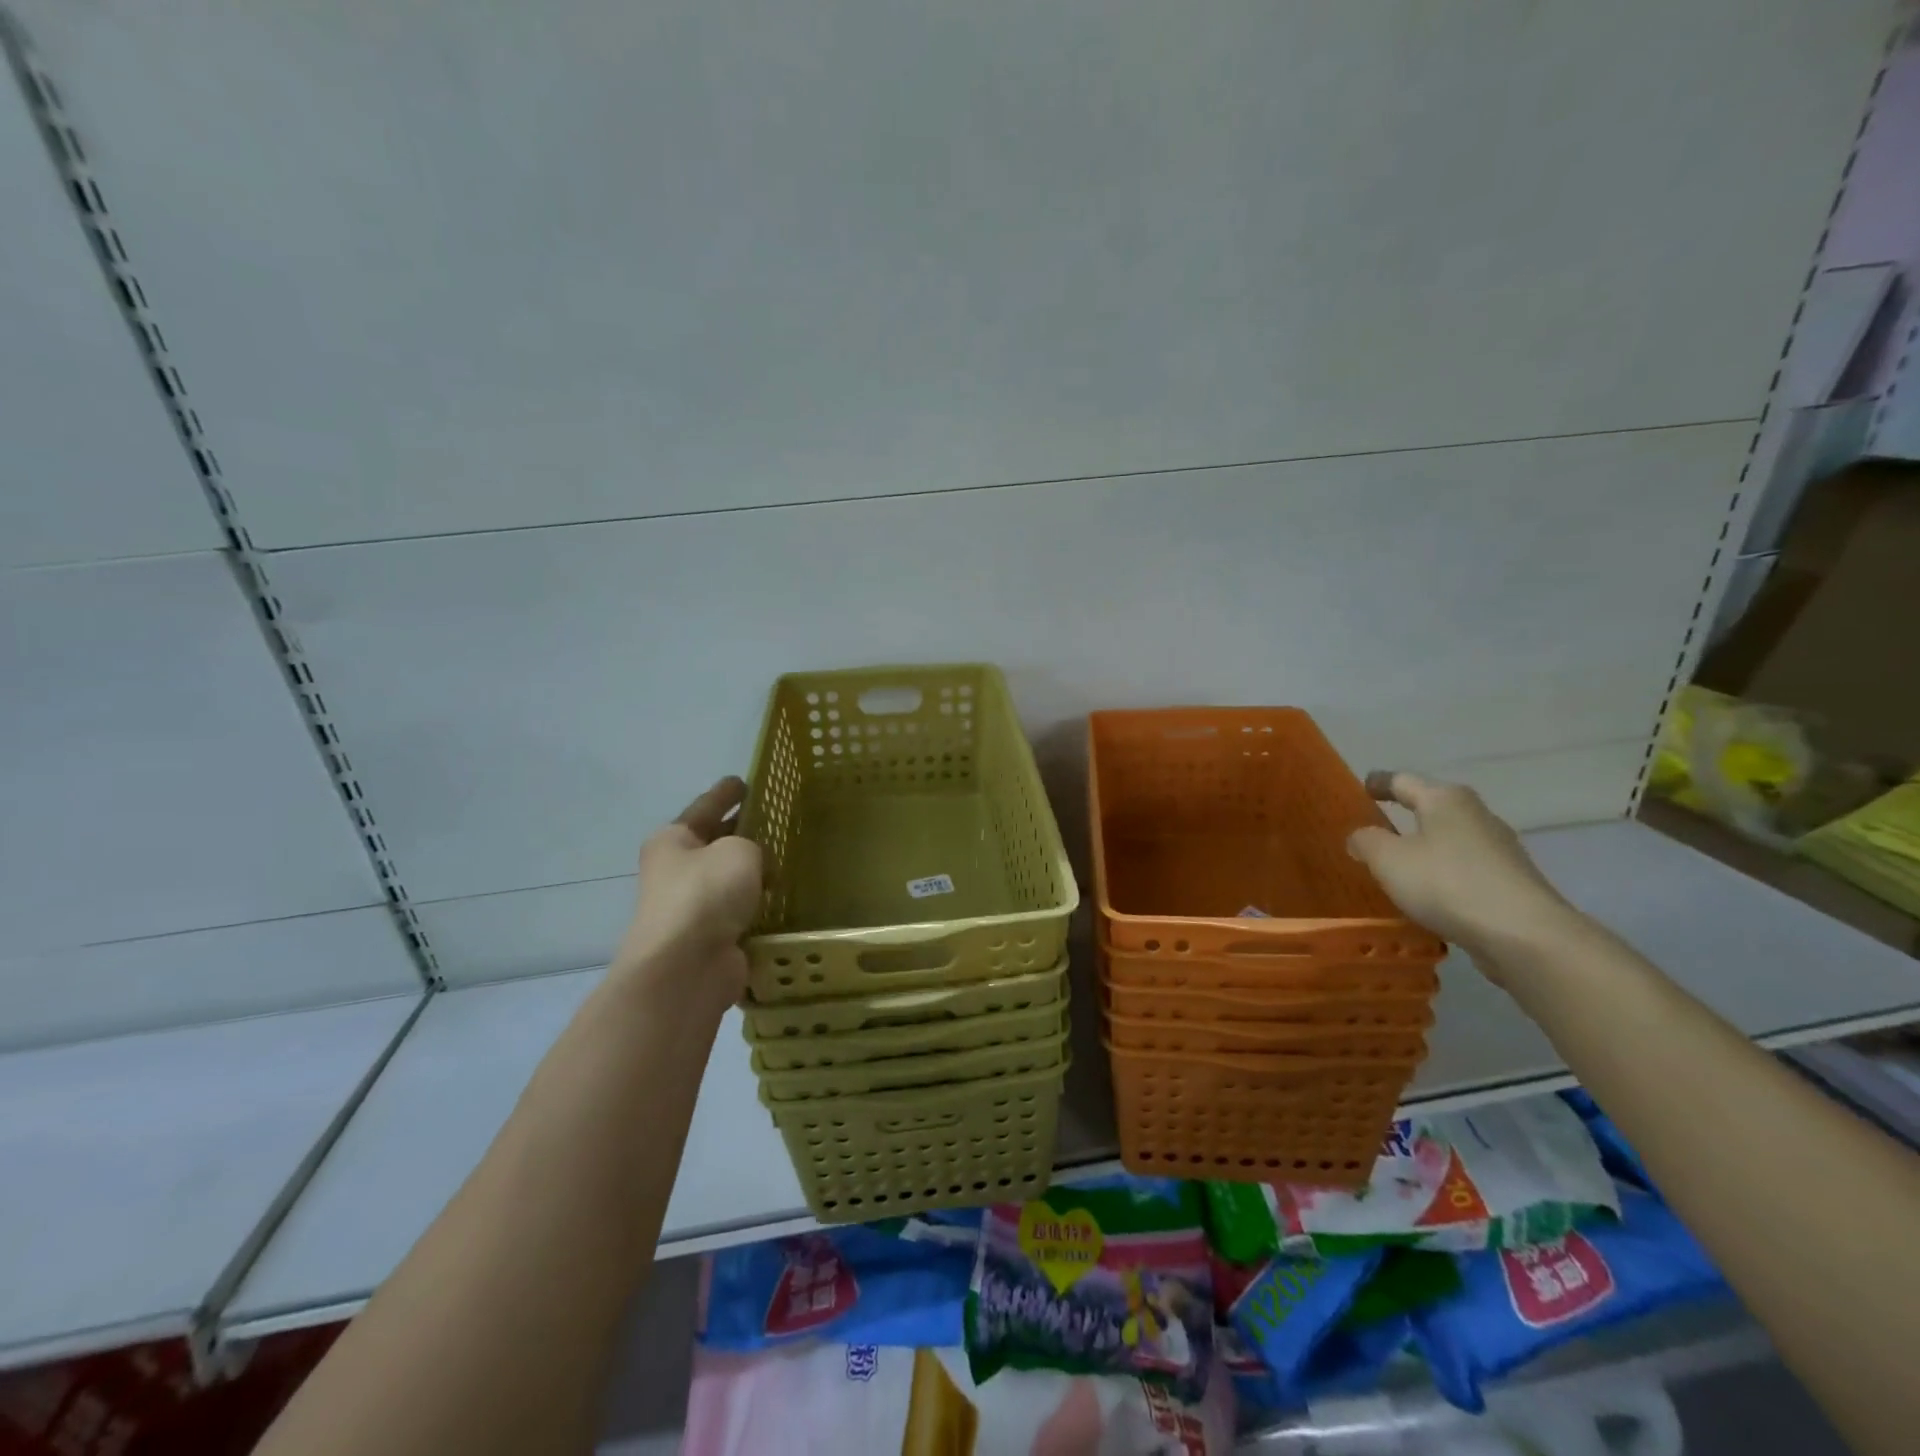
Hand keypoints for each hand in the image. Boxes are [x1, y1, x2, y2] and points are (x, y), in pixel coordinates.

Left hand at [612, 777, 762, 1006]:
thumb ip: (752, 845)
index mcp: (673, 840)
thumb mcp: (738, 851)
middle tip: (776, 821)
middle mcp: (676, 871)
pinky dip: (757, 906)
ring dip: (752, 874)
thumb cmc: (706, 894)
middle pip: (714, 843)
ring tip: (788, 860)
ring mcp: (691, 907)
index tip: (743, 781)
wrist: (687, 968)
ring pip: (728, 880)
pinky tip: (782, 899)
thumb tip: (755, 864)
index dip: (725, 793)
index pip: (705, 806)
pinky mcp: (709, 938)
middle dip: (742, 834)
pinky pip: (739, 911)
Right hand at [1346, 771, 1582, 977]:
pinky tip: (1432, 894)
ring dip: (1427, 847)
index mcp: (1445, 800)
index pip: (1403, 781)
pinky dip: (1445, 874)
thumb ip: (1366, 841)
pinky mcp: (1511, 882)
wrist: (1523, 934)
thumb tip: (1361, 836)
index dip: (1380, 783)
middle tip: (1379, 826)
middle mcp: (1476, 815)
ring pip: (1452, 839)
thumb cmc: (1446, 883)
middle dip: (1407, 815)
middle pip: (1434, 807)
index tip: (1364, 786)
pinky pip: (1466, 868)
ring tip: (1402, 865)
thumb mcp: (1387, 859)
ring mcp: (1500, 849)